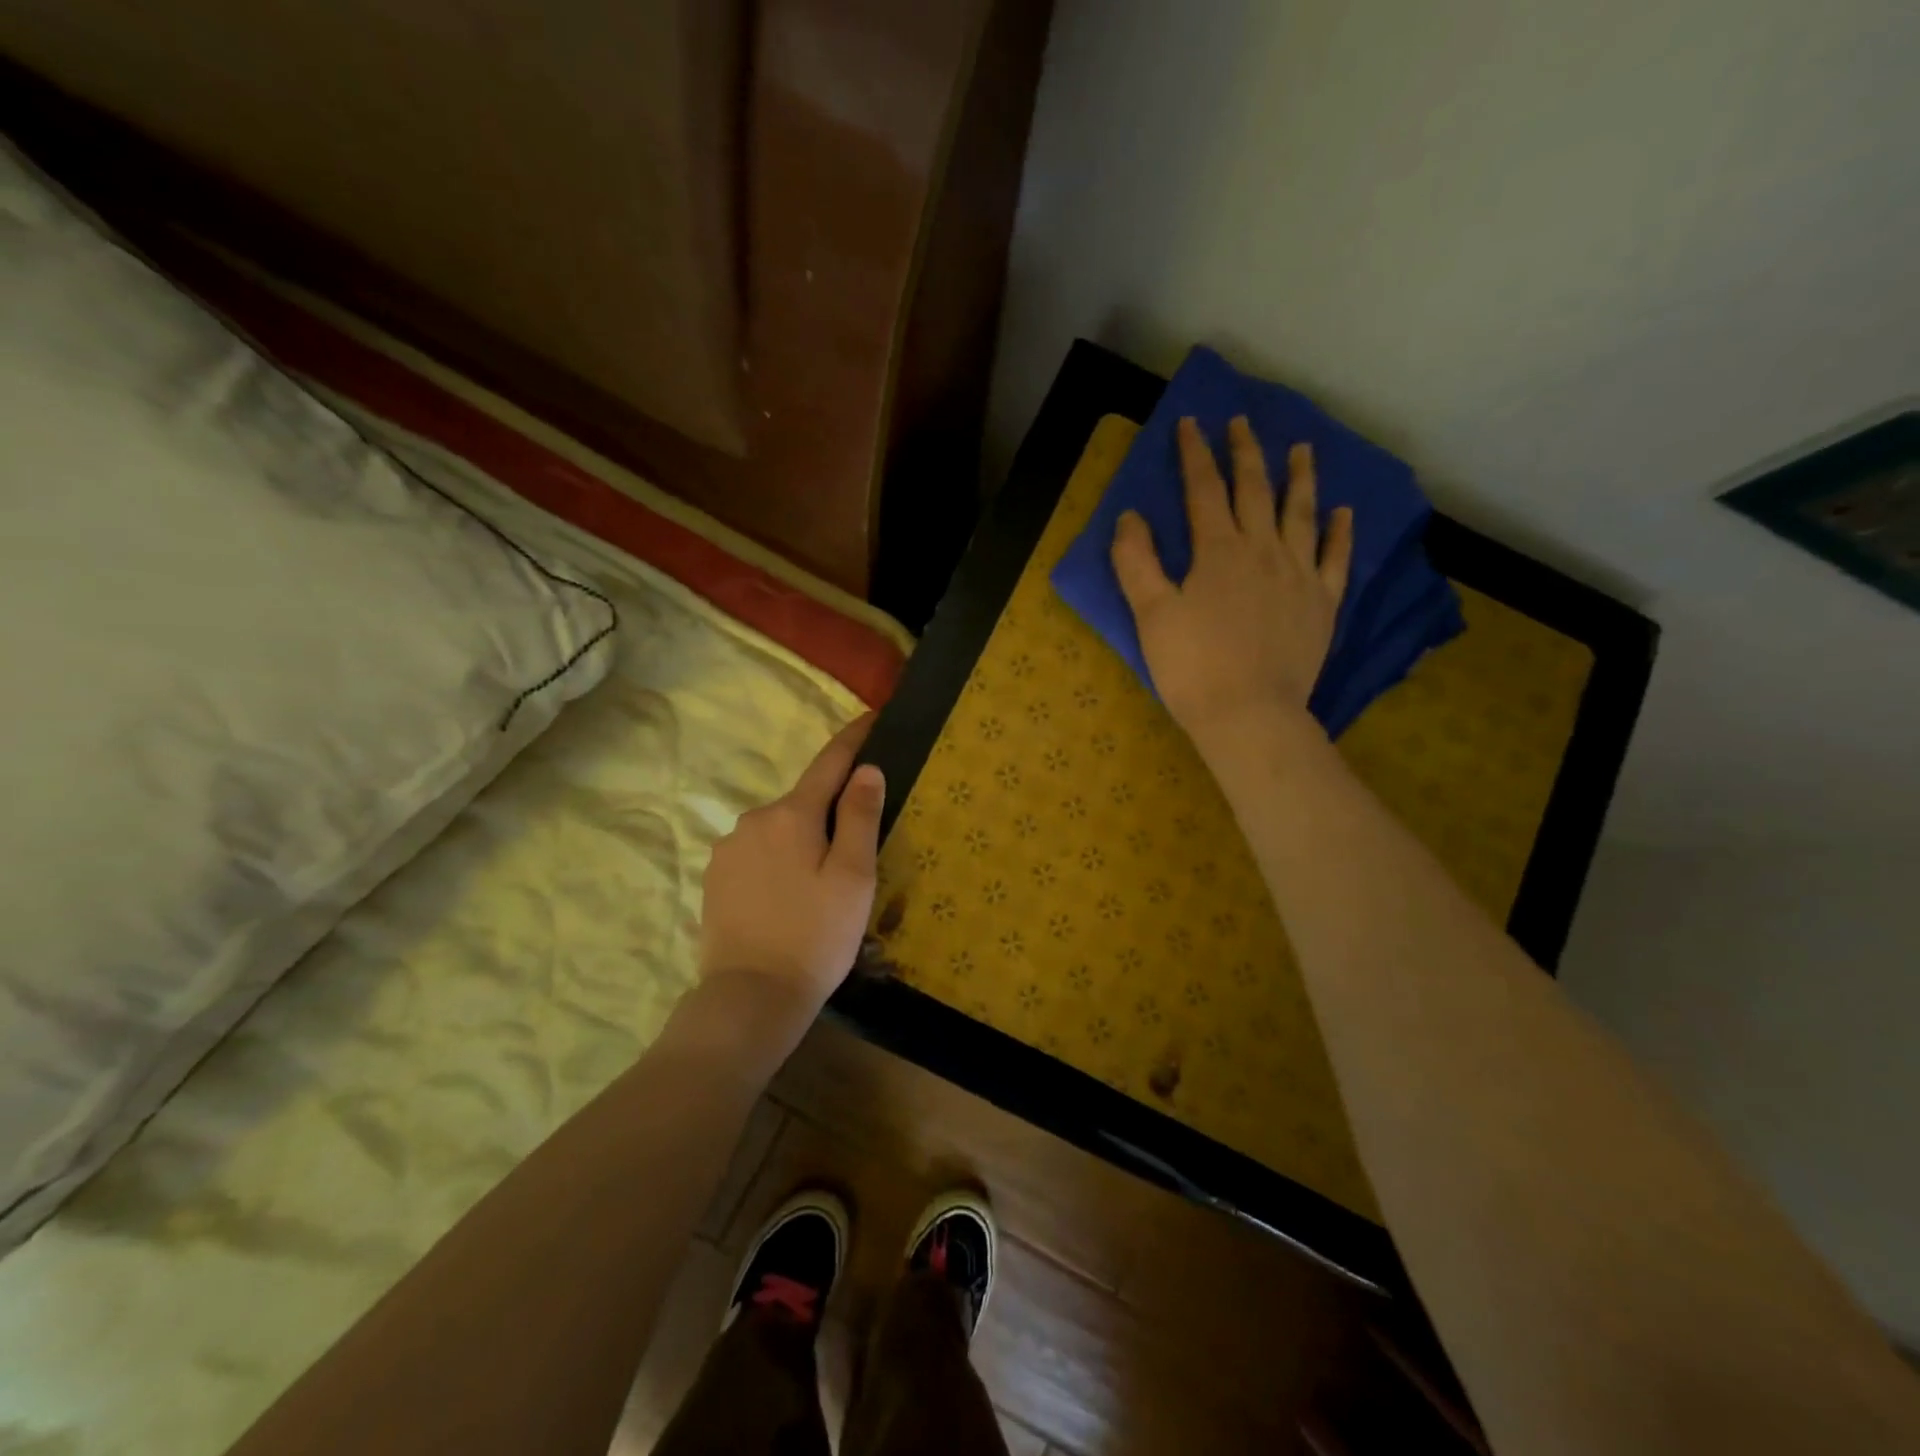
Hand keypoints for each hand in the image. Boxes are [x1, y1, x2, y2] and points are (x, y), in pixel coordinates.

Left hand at [699, 715, 885, 1008]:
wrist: (750, 998)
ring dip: (802, 840)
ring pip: (780, 829)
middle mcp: (754, 819)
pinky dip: (778, 861)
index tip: (872, 717)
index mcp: (792, 814)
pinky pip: (757, 853)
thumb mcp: (854, 877)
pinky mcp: (715, 877)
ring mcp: (728, 849)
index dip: (854, 739)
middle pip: (804, 801)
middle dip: (831, 810)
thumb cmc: (815, 936)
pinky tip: (788, 898)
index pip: (829, 762)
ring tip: (821, 885)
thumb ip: (861, 817)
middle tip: (857, 849)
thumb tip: (867, 769)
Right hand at [1111, 415, 1352, 748]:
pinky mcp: (1322, 604)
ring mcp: (1299, 575)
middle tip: (1242, 422)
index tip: (1193, 422)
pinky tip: (1344, 512)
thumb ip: (1136, 562)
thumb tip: (1129, 516)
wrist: (1249, 715)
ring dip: (1299, 478)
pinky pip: (1336, 559)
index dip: (1196, 454)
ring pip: (1301, 514)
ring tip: (1302, 449)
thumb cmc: (1192, 667)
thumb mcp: (1151, 614)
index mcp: (1218, 551)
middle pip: (1255, 490)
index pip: (1204, 490)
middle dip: (1245, 453)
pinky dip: (1340, 533)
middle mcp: (1263, 550)